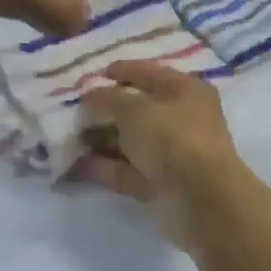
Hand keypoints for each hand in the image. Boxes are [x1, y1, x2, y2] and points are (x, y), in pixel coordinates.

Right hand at [76, 61, 246, 242]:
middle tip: (75, 111)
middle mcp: (182, 119)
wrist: (199, 199)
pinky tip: (78, 164)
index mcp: (185, 90)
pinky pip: (129, 170)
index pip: (150, 73)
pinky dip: (106, 166)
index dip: (123, 71)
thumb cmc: (171, 138)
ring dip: (103, 139)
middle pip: (139, 109)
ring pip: (132, 141)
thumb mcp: (133, 109)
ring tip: (70, 138)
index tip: (96, 75)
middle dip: (106, 109)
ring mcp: (173, 153)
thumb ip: (106, 99)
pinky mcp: (162, 184)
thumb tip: (88, 98)